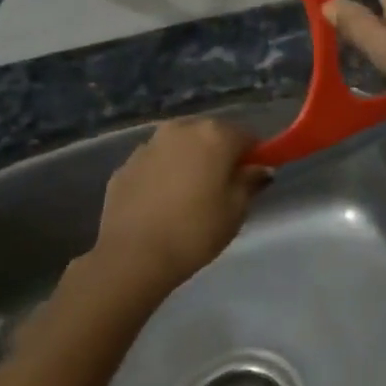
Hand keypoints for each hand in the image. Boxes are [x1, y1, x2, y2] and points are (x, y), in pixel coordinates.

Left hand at [90, 117, 270, 295]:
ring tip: (188, 196)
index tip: (251, 179)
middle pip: (211, 134)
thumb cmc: (195, 231)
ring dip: (189, 161)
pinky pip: (155, 162)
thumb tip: (259, 168)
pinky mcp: (125, 164)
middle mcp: (181, 128)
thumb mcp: (236, 211)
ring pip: (180, 146)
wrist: (132, 256)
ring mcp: (149, 144)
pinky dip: (163, 174)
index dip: (254, 156)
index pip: (246, 136)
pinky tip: (162, 203)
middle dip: (219, 154)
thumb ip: (250, 182)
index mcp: (214, 134)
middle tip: (221, 188)